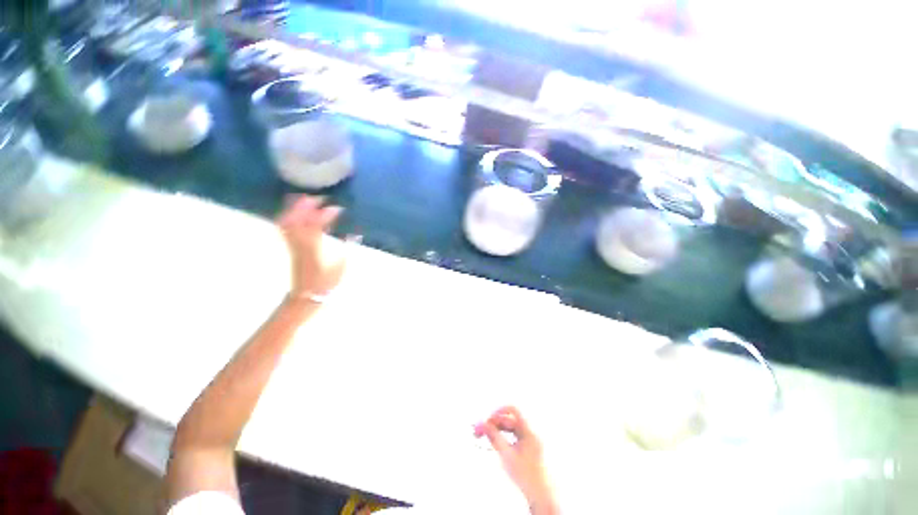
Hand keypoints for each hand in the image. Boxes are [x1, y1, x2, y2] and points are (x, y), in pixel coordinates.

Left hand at [277, 196, 344, 297]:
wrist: (306, 294)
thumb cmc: (326, 281)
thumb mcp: (341, 265)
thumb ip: (347, 247)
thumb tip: (354, 234)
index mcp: (314, 246)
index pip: (317, 223)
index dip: (327, 213)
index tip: (338, 208)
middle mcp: (300, 242)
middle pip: (297, 217)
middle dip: (307, 204)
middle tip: (321, 198)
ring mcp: (292, 243)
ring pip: (288, 220)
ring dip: (297, 208)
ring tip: (309, 201)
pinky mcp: (290, 246)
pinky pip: (286, 226)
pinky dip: (291, 216)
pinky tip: (300, 214)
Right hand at [474, 407, 557, 513]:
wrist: (541, 496)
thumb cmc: (526, 476)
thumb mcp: (506, 455)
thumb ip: (493, 437)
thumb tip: (482, 424)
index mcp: (529, 430)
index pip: (513, 409)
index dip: (499, 410)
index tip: (488, 418)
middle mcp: (531, 431)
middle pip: (510, 419)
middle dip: (495, 422)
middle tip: (481, 429)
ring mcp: (531, 439)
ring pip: (511, 427)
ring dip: (498, 429)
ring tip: (486, 436)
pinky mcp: (529, 446)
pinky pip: (514, 434)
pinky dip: (504, 435)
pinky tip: (495, 442)